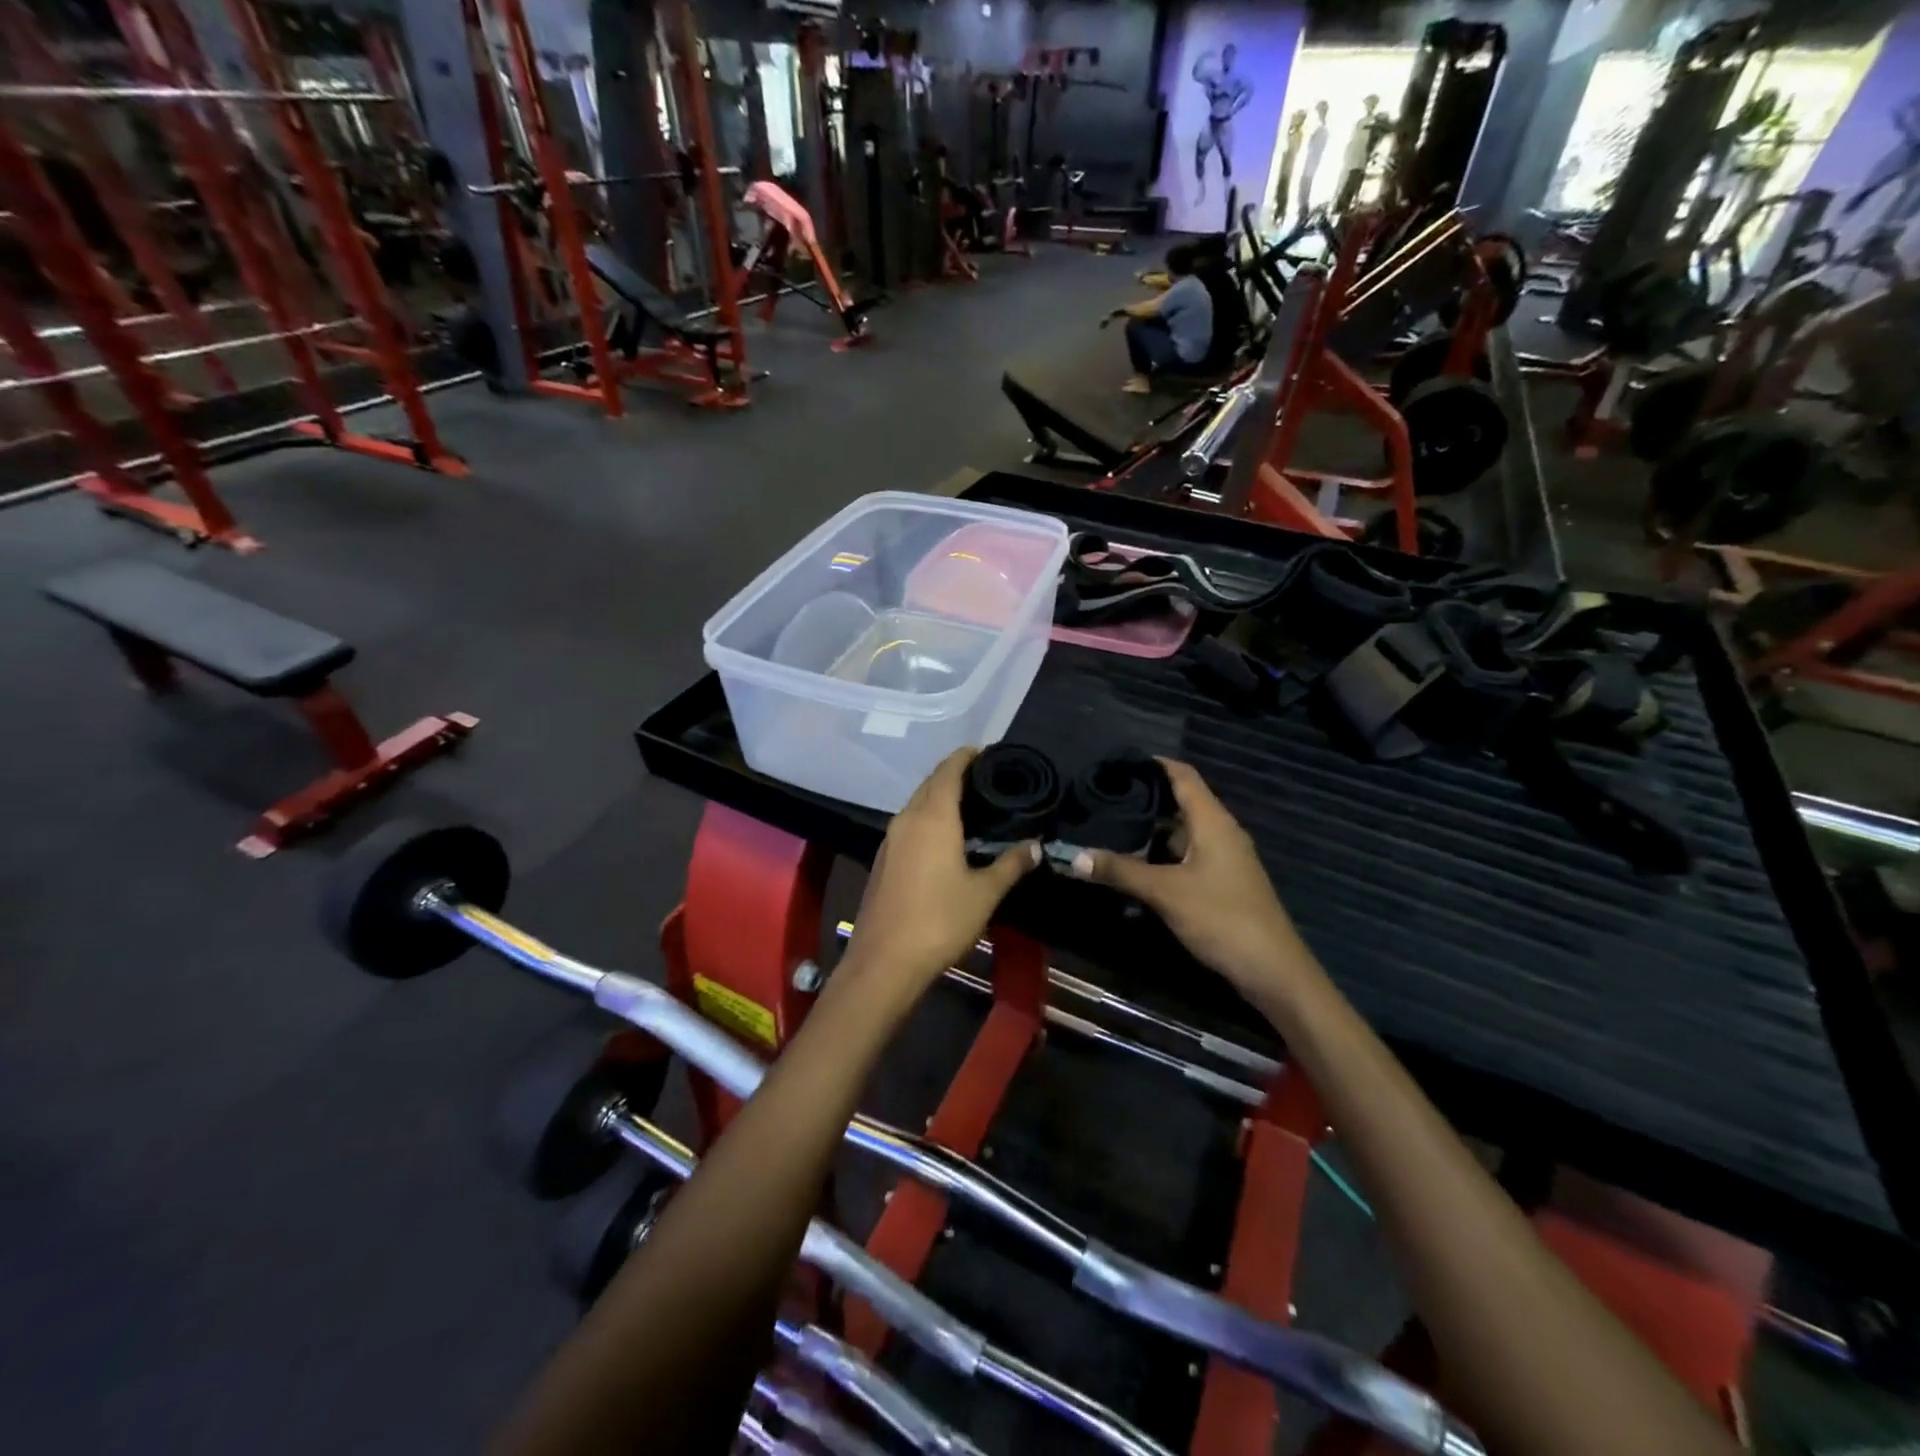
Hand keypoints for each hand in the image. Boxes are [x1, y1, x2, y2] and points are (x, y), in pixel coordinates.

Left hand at [843, 749, 1039, 1000]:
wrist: (885, 961)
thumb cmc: (940, 920)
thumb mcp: (985, 893)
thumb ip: (1011, 864)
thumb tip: (1036, 846)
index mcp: (933, 817)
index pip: (949, 771)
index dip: (966, 756)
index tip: (987, 753)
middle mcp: (907, 819)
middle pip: (931, 784)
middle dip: (955, 775)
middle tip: (986, 780)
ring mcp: (891, 839)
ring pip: (917, 804)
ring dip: (940, 798)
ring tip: (972, 806)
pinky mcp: (884, 860)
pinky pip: (909, 825)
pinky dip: (929, 819)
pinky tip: (947, 838)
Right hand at [1067, 759, 1303, 997]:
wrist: (1272, 971)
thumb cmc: (1222, 918)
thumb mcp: (1165, 892)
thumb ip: (1121, 871)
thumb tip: (1074, 857)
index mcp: (1213, 822)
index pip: (1182, 776)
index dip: (1153, 764)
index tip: (1117, 762)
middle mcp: (1220, 832)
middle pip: (1179, 802)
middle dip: (1143, 797)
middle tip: (1102, 796)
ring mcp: (1222, 858)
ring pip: (1181, 831)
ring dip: (1149, 829)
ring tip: (1109, 825)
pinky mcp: (1219, 882)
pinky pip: (1185, 855)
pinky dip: (1159, 853)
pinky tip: (1133, 862)